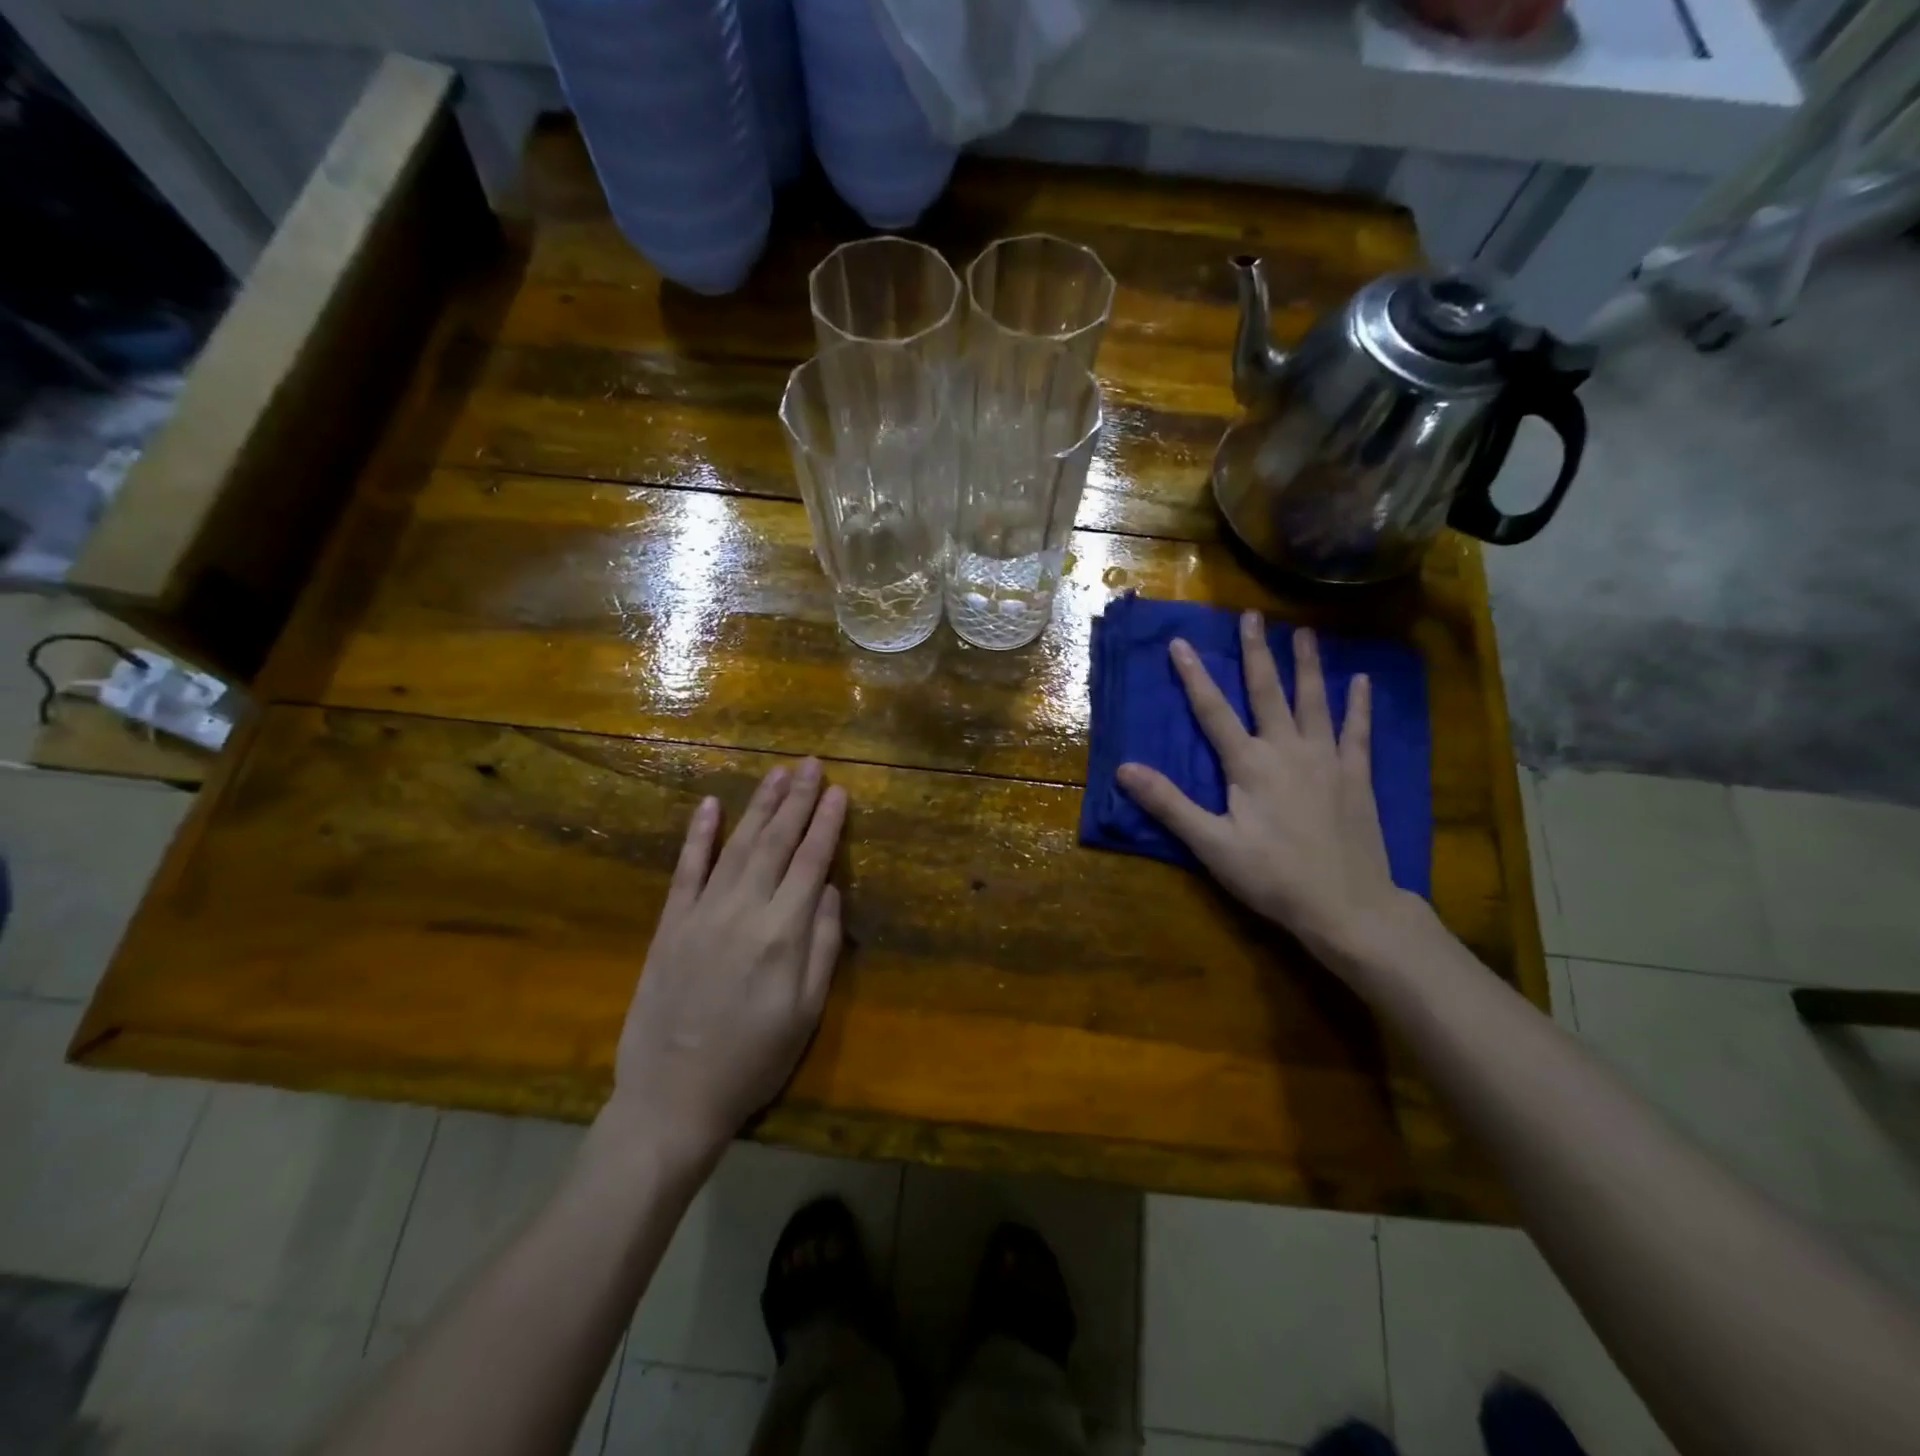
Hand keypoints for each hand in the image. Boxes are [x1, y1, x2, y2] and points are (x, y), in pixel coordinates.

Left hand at [604, 760, 846, 1164]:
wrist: (671, 1097)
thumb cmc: (754, 1060)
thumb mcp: (807, 1013)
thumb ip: (824, 946)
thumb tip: (832, 891)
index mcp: (783, 933)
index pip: (812, 862)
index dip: (827, 823)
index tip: (840, 790)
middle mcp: (744, 910)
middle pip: (776, 842)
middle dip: (797, 800)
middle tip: (810, 764)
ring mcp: (702, 913)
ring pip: (737, 845)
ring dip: (759, 806)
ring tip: (776, 774)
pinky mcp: (670, 924)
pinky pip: (686, 869)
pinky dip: (699, 835)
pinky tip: (710, 805)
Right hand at [1117, 614, 1415, 957]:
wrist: (1347, 906)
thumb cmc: (1272, 877)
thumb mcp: (1211, 845)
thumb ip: (1169, 804)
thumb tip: (1125, 769)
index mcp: (1249, 764)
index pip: (1213, 711)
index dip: (1194, 676)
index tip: (1180, 642)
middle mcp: (1287, 749)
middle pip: (1267, 692)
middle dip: (1256, 652)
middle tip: (1251, 616)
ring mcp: (1326, 759)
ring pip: (1313, 701)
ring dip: (1306, 665)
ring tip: (1304, 632)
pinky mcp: (1356, 775)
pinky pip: (1358, 731)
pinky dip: (1359, 705)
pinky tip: (1362, 681)